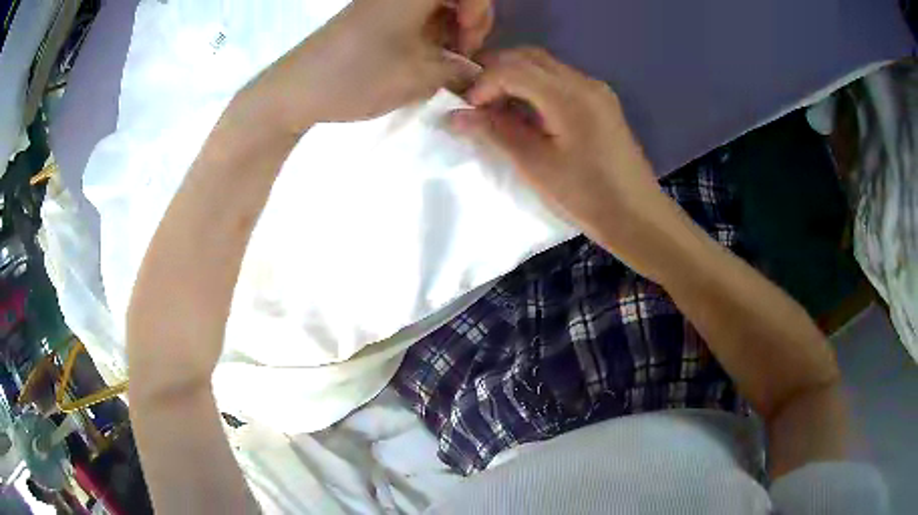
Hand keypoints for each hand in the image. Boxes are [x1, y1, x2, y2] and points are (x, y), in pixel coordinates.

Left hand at [250, 0, 493, 131]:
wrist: (296, 89)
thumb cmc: (361, 76)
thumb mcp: (421, 76)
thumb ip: (460, 69)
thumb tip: (475, 72)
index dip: (480, 15)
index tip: (469, 47)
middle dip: (467, 21)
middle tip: (460, 54)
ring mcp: (380, 0)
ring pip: (432, 5)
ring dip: (446, 28)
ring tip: (440, 61)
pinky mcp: (367, 13)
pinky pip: (409, 13)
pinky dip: (424, 31)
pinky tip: (419, 56)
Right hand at [450, 48, 684, 274]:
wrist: (637, 216)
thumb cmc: (586, 196)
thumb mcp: (536, 165)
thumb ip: (495, 133)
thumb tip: (455, 116)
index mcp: (568, 96)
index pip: (513, 68)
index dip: (483, 83)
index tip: (467, 110)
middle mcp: (584, 82)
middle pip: (528, 57)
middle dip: (495, 72)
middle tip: (476, 102)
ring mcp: (596, 90)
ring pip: (544, 65)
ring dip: (515, 78)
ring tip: (496, 108)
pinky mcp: (601, 102)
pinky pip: (560, 80)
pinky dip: (535, 87)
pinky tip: (526, 112)